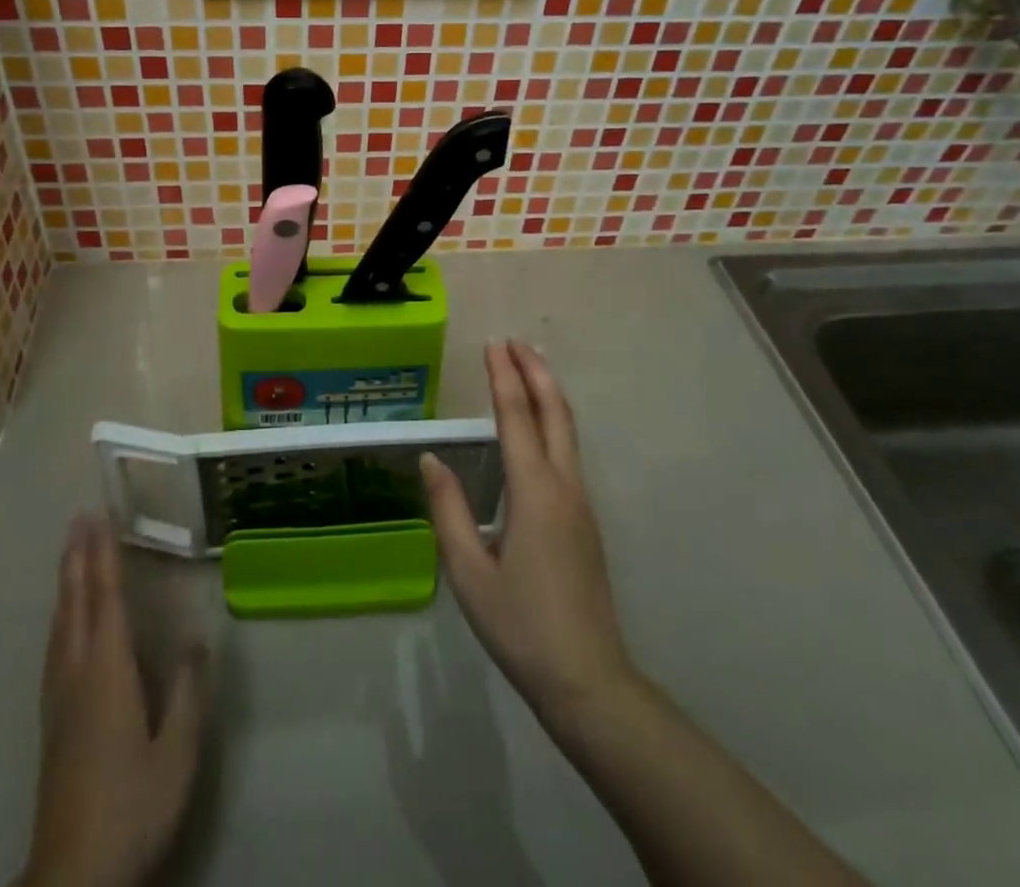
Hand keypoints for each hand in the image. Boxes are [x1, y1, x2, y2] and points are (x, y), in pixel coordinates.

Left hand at [20, 516, 205, 886]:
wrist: (72, 876)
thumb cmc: (131, 808)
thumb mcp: (177, 753)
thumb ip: (188, 691)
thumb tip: (198, 636)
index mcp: (107, 672)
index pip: (105, 598)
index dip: (104, 554)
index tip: (99, 516)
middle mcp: (76, 673)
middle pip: (75, 602)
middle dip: (78, 556)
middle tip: (79, 517)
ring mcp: (59, 696)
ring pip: (60, 622)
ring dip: (67, 580)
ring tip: (71, 552)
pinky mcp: (51, 719)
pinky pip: (55, 644)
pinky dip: (61, 613)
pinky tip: (63, 620)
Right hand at [423, 339, 633, 731]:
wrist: (588, 679)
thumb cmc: (521, 625)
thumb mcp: (468, 572)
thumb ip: (448, 510)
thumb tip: (431, 460)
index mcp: (534, 492)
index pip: (517, 417)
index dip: (503, 377)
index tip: (493, 343)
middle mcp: (564, 486)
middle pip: (555, 412)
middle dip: (535, 371)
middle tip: (514, 341)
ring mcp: (581, 502)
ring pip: (568, 430)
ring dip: (548, 391)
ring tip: (528, 366)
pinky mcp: (585, 519)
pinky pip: (569, 451)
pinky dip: (554, 419)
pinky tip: (540, 425)